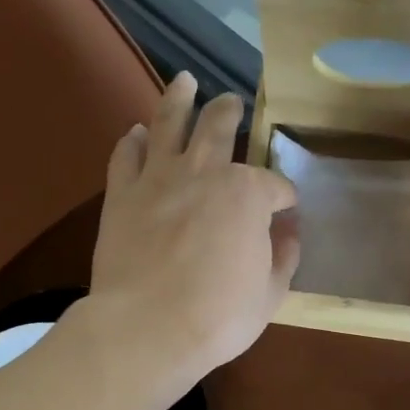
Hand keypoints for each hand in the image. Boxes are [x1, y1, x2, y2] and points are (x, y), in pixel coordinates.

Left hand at [85, 73, 298, 393]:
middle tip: (232, 102)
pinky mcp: (121, 195)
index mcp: (248, 193)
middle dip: (230, 113)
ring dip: (179, 98)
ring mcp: (159, 178)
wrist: (147, 328)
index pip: (275, 186)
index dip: (284, 199)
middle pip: (220, 129)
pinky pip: (125, 156)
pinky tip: (137, 132)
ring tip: (185, 81)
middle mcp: (204, 172)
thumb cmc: (218, 315)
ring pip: (169, 123)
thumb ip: (283, 256)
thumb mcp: (271, 294)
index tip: (285, 214)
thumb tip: (288, 233)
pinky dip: (133, 141)